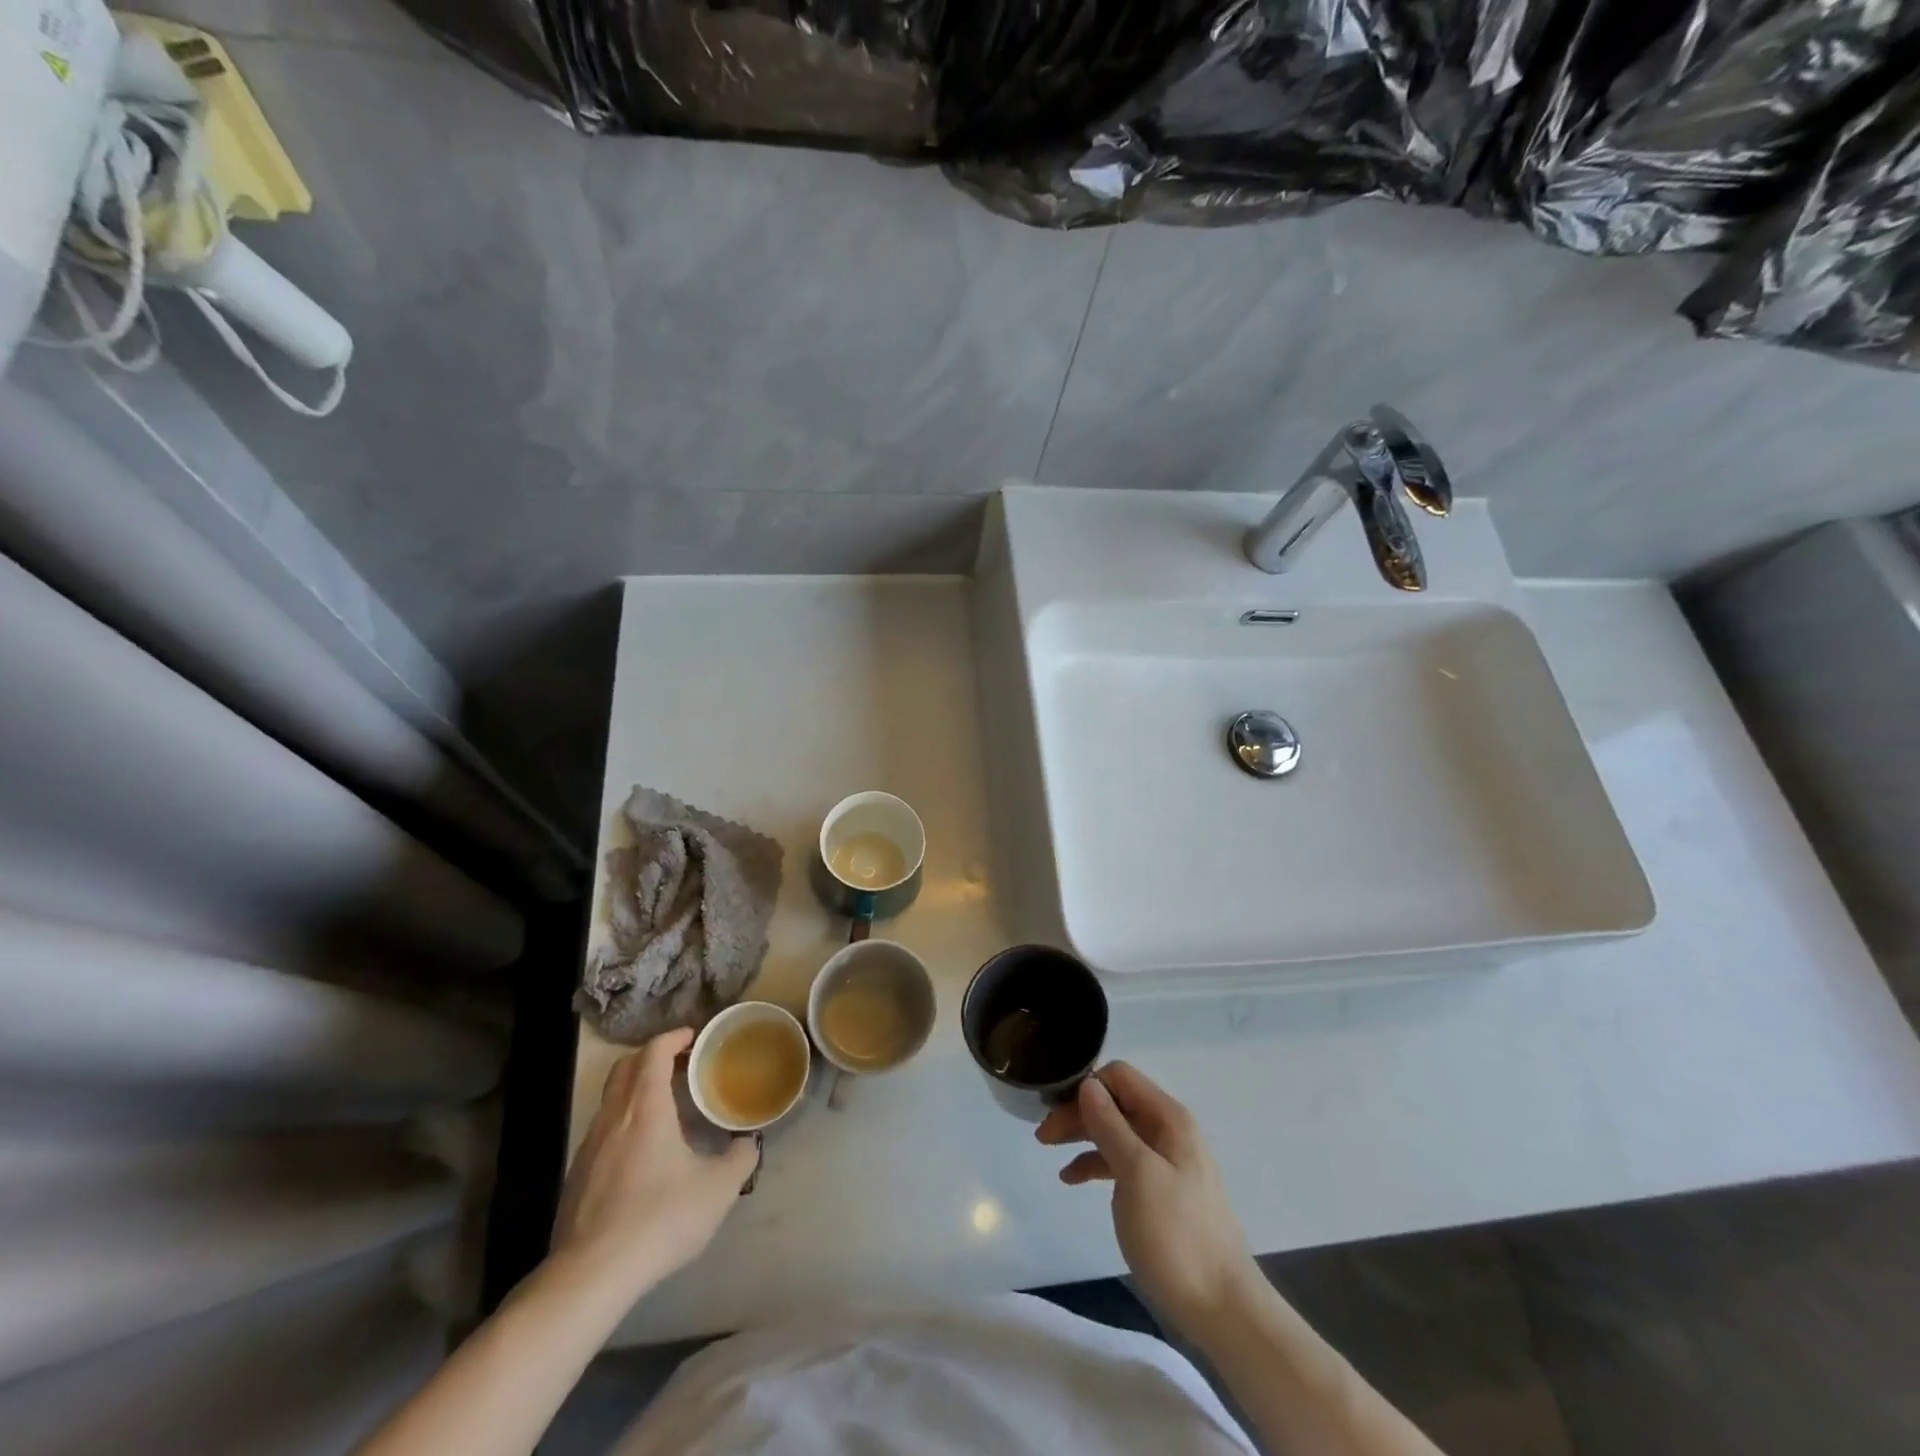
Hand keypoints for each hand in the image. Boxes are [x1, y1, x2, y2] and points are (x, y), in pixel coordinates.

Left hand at [551, 1028, 758, 1297]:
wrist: (591, 1275)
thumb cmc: (660, 1218)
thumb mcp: (718, 1190)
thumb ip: (740, 1158)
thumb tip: (748, 1142)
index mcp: (646, 1107)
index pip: (654, 1052)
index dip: (674, 1038)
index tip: (694, 1037)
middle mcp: (613, 1116)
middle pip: (625, 1067)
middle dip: (652, 1056)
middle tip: (681, 1064)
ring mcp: (589, 1146)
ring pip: (611, 1098)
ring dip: (636, 1089)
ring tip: (665, 1106)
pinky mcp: (577, 1175)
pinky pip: (603, 1129)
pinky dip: (624, 1120)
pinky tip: (643, 1151)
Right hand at [1037, 1061, 1259, 1335]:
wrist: (1222, 1308)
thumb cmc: (1177, 1235)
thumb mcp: (1137, 1173)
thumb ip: (1110, 1125)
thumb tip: (1088, 1084)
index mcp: (1168, 1118)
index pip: (1120, 1077)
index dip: (1086, 1086)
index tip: (1056, 1109)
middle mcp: (1168, 1131)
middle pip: (1115, 1103)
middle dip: (1078, 1112)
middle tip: (1043, 1135)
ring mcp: (1165, 1162)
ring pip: (1115, 1131)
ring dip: (1082, 1135)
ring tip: (1048, 1150)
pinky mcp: (1160, 1191)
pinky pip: (1121, 1161)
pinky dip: (1094, 1163)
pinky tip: (1071, 1178)